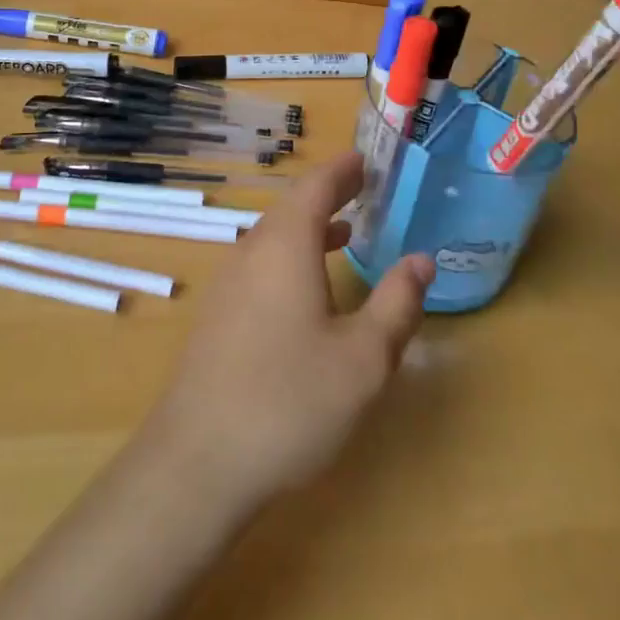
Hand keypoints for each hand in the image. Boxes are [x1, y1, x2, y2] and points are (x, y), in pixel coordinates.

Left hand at [140, 153, 433, 517]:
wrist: (198, 460)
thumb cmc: (290, 401)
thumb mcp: (363, 359)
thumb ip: (396, 304)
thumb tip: (422, 260)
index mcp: (285, 246)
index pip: (315, 187)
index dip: (342, 170)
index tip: (365, 159)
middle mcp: (251, 252)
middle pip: (291, 207)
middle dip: (328, 194)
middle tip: (362, 188)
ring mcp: (227, 283)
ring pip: (273, 237)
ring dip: (309, 227)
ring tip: (345, 230)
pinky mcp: (217, 315)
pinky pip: (260, 264)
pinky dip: (291, 255)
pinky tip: (307, 289)